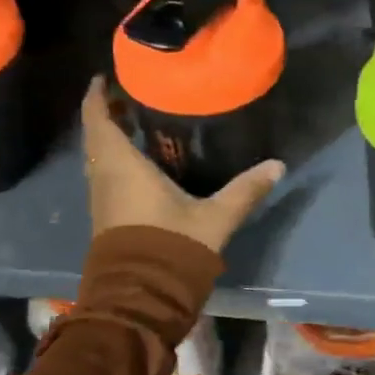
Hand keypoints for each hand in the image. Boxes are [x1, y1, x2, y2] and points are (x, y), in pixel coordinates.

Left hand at [80, 77, 285, 252]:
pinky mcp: (107, 217)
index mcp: (122, 166)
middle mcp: (104, 177)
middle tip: (131, 93)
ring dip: (111, 137)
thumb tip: (278, 165)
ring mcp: (102, 199)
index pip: (98, 119)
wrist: (142, 299)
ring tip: (137, 120)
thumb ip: (245, 190)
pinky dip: (116, 158)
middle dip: (108, 112)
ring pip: (99, 157)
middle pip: (96, 136)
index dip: (97, 95)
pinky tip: (142, 160)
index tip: (106, 75)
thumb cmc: (172, 247)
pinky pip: (106, 174)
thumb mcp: (214, 217)